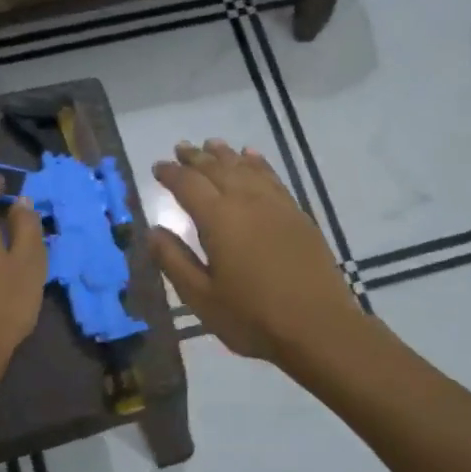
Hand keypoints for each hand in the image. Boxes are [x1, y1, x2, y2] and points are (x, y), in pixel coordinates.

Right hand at [150, 140, 361, 364]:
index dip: (171, 173)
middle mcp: (247, 201)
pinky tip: (253, 158)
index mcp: (219, 219)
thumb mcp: (201, 297)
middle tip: (180, 148)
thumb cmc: (252, 317)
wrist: (318, 327)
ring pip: (246, 168)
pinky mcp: (297, 215)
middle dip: (196, 157)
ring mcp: (277, 205)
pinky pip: (273, 177)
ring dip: (226, 154)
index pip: (188, 184)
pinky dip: (258, 163)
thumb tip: (152, 230)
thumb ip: (174, 260)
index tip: (158, 167)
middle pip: (217, 168)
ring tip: (212, 144)